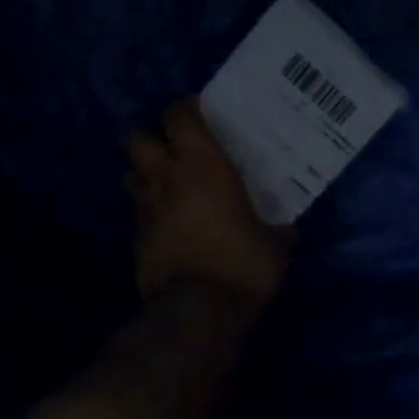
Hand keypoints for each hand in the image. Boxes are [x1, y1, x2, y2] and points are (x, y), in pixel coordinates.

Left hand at [126, 97, 293, 305]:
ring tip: (164, 184)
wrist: (199, 310)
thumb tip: (289, 230)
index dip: (184, 108)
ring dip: (143, 173)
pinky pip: (137, 212)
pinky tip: (165, 224)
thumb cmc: (243, 264)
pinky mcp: (135, 239)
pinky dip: (147, 211)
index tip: (198, 113)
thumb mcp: (275, 245)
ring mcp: (145, 209)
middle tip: (172, 148)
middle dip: (150, 138)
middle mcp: (167, 178)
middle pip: (137, 138)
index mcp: (202, 165)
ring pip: (129, 173)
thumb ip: (279, 230)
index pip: (178, 115)